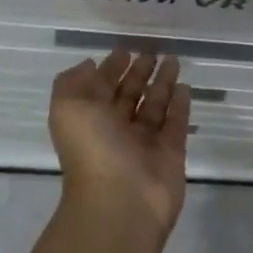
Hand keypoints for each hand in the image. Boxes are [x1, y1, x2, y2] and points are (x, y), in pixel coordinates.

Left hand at [48, 50, 191, 239]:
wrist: (121, 202)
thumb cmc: (92, 149)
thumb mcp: (67, 107)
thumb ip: (74, 81)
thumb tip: (90, 65)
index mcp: (90, 119)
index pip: (101, 87)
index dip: (111, 68)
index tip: (124, 49)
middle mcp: (116, 130)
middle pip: (129, 95)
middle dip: (139, 73)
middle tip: (152, 51)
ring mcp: (144, 143)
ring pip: (154, 106)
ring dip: (162, 83)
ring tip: (173, 60)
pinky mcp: (171, 154)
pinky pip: (176, 124)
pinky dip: (180, 106)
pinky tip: (185, 87)